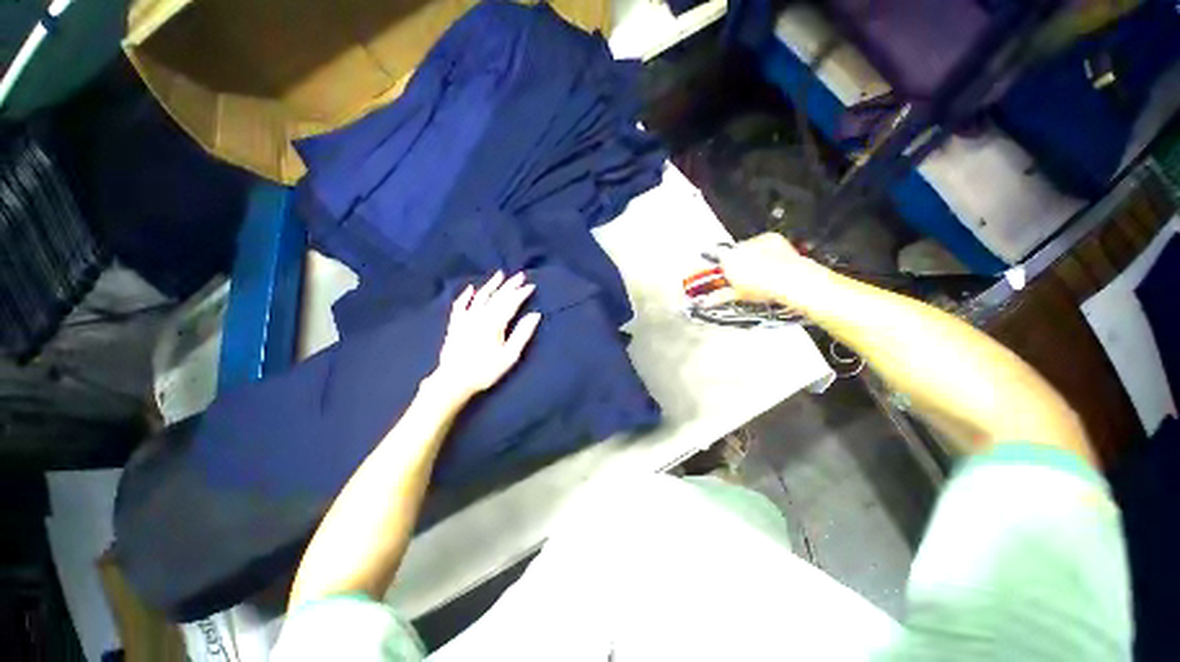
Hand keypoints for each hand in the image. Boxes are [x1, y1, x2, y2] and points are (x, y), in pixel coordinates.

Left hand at [429, 271, 540, 401]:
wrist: (454, 380)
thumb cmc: (486, 370)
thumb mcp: (510, 355)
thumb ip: (522, 333)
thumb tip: (535, 315)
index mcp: (495, 322)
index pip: (511, 302)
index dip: (521, 293)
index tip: (531, 285)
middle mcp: (480, 315)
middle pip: (497, 296)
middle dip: (510, 285)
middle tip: (520, 275)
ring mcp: (465, 318)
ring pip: (480, 296)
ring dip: (491, 285)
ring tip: (500, 274)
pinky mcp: (455, 324)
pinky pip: (460, 305)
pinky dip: (466, 295)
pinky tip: (470, 289)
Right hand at [719, 233, 817, 304]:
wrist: (790, 280)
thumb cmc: (766, 287)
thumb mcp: (739, 295)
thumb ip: (721, 296)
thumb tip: (711, 300)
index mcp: (727, 260)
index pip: (718, 261)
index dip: (723, 270)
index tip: (727, 277)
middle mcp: (739, 248)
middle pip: (733, 254)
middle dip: (737, 264)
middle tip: (745, 277)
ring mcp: (754, 242)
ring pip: (748, 248)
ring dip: (751, 256)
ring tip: (760, 271)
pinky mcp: (770, 238)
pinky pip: (763, 243)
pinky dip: (765, 250)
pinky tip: (770, 262)